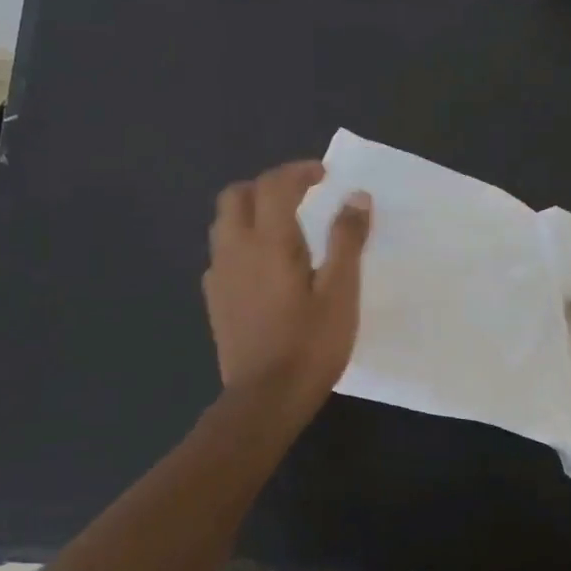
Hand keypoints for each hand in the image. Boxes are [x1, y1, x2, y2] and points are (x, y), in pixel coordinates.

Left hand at [205, 161, 371, 413]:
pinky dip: (242, 241)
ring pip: (224, 222)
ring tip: (284, 227)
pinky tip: (264, 266)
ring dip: (251, 210)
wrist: (264, 399)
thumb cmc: (310, 345)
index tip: (324, 174)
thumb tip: (356, 196)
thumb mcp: (341, 292)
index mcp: (269, 242)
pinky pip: (222, 252)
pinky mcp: (214, 299)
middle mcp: (235, 248)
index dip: (299, 171)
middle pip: (237, 195)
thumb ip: (347, 239)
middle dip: (267, 185)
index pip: (275, 185)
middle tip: (300, 196)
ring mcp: (219, 275)